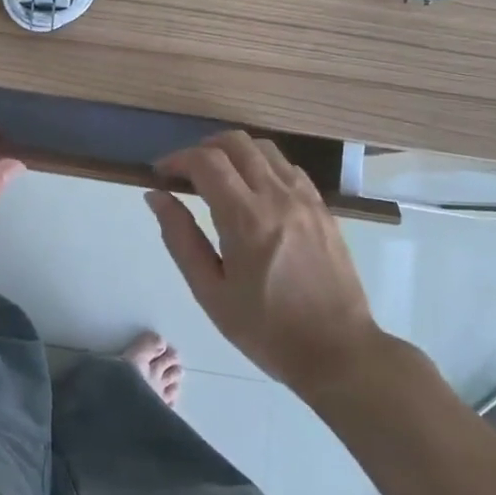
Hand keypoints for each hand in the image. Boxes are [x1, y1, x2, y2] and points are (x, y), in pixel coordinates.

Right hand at [146, 131, 378, 391]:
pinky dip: (263, 165)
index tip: (161, 175)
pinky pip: (288, 167)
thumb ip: (180, 238)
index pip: (206, 161)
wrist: (338, 352)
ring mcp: (305, 199)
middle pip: (235, 142)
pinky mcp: (323, 208)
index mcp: (246, 218)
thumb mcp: (211, 293)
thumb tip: (157, 197)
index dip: (177, 159)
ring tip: (218, 177)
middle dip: (203, 148)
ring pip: (264, 148)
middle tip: (186, 173)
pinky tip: (254, 191)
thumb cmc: (266, 330)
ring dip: (234, 152)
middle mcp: (277, 196)